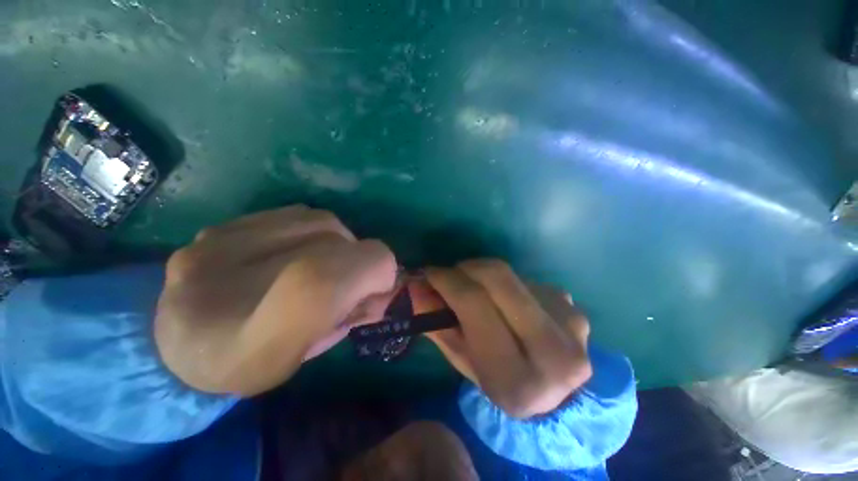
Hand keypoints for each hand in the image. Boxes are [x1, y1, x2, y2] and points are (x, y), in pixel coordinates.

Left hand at [155, 205, 396, 395]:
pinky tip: (301, 249)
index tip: (382, 283)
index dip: (370, 271)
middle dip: (361, 261)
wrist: (177, 345)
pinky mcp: (216, 227)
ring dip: (341, 242)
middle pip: (333, 245)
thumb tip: (384, 282)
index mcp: (249, 347)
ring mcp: (214, 249)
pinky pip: (297, 214)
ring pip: (321, 222)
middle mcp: (223, 292)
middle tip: (353, 280)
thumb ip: (351, 316)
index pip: (322, 283)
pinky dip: (317, 231)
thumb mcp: (309, 354)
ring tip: (326, 262)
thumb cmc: (251, 362)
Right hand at [420, 260, 591, 418]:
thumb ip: (437, 325)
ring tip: (476, 288)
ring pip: (512, 275)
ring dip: (485, 275)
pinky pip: (528, 280)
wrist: (560, 397)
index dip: (448, 281)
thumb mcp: (464, 363)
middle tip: (451, 273)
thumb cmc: (502, 385)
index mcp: (517, 380)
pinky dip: (507, 284)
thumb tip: (415, 287)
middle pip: (499, 279)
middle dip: (466, 268)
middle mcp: (552, 350)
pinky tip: (505, 300)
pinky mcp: (575, 308)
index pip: (476, 305)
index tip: (429, 272)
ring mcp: (570, 323)